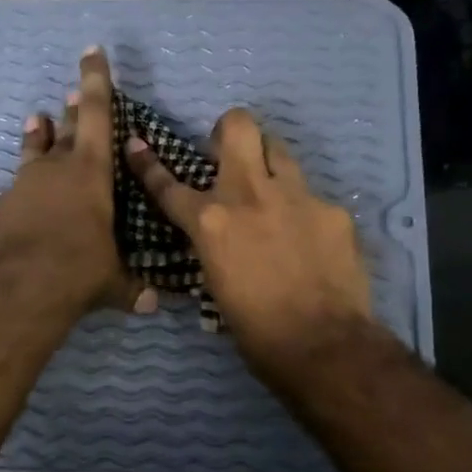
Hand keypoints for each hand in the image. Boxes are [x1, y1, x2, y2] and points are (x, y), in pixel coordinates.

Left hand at [0, 47, 157, 319]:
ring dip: (32, 141)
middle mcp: (52, 173)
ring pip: (27, 157)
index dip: (96, 82)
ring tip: (33, 121)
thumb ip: (131, 288)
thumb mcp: (113, 281)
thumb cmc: (80, 270)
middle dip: (70, 114)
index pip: (97, 116)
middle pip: (64, 133)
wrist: (21, 287)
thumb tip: (153, 306)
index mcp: (89, 174)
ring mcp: (17, 192)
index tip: (92, 52)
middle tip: (70, 97)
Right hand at [124, 107, 372, 375]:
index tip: (137, 144)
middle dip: (228, 131)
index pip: (169, 185)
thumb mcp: (216, 285)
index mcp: (211, 222)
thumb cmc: (256, 330)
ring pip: (279, 149)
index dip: (148, 164)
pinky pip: (312, 197)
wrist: (322, 345)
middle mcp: (250, 195)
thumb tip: (215, 238)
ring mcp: (297, 197)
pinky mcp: (333, 210)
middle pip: (239, 127)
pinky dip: (303, 212)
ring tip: (270, 192)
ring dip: (267, 163)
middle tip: (228, 155)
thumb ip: (213, 248)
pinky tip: (310, 240)